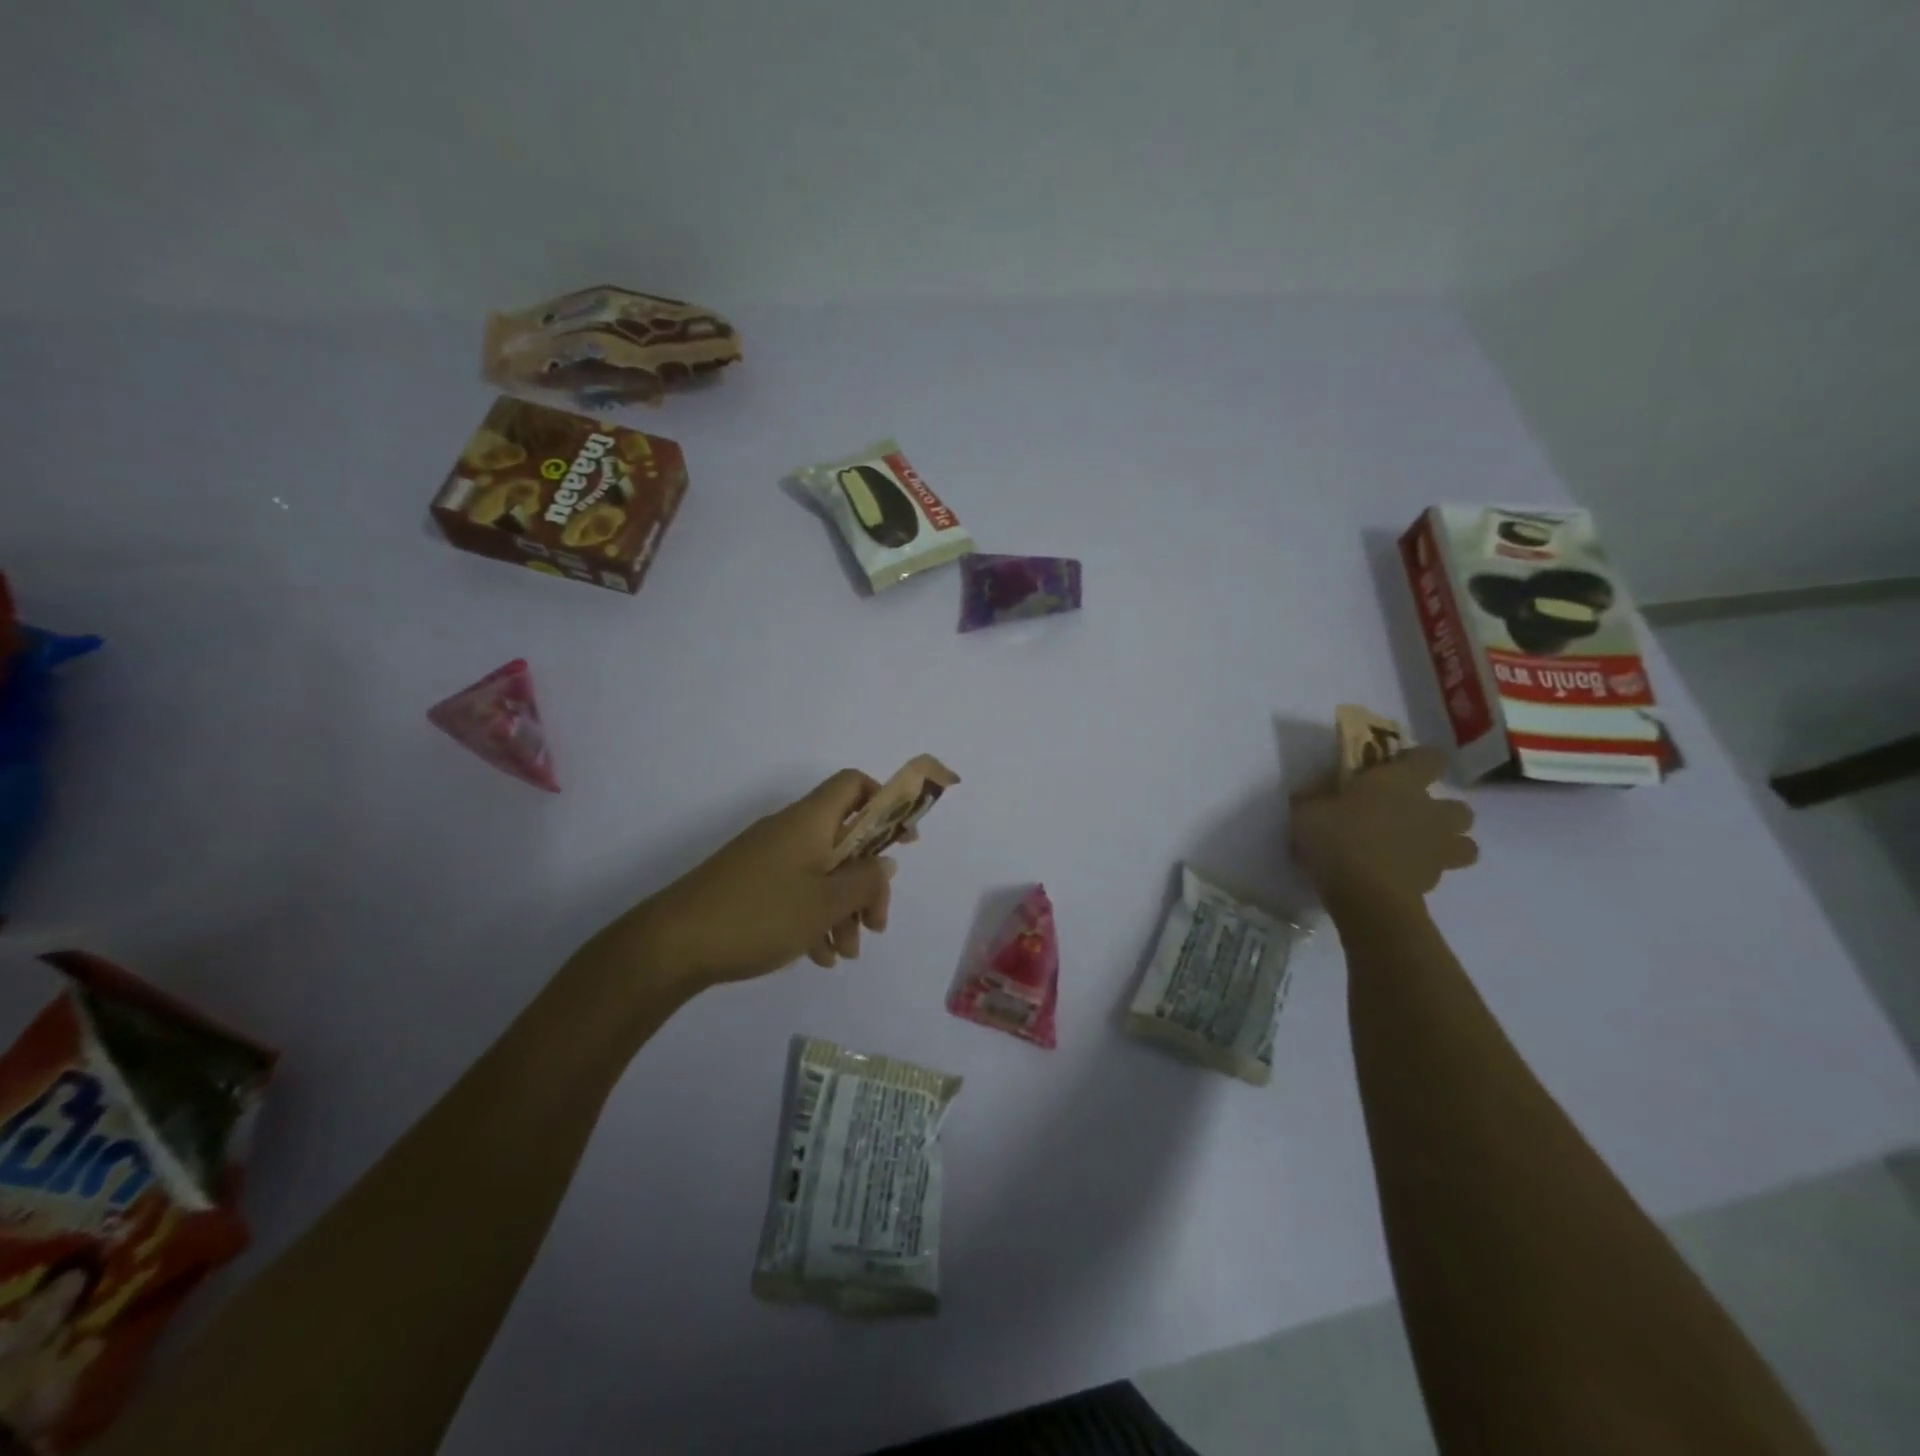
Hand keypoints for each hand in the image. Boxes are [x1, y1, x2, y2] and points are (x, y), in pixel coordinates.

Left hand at [576, 770, 897, 996]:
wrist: (671, 945)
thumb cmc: (760, 914)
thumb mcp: (826, 902)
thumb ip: (866, 880)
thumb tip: (884, 862)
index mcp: (810, 820)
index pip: (854, 785)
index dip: (885, 804)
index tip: (903, 842)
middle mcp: (790, 831)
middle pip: (845, 839)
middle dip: (867, 881)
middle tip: (876, 924)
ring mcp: (767, 858)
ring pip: (822, 872)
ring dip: (843, 909)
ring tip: (846, 953)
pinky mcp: (750, 885)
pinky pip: (796, 892)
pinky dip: (814, 918)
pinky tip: (819, 956)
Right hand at [1290, 746, 1477, 915]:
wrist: (1362, 893)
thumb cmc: (1336, 837)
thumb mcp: (1308, 808)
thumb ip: (1318, 795)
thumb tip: (1318, 790)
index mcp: (1402, 781)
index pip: (1431, 758)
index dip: (1421, 760)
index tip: (1402, 766)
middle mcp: (1429, 810)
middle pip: (1460, 808)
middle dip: (1443, 812)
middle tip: (1412, 817)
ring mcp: (1437, 848)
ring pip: (1466, 846)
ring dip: (1448, 845)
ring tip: (1417, 850)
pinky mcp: (1434, 882)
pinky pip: (1439, 873)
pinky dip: (1424, 873)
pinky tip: (1398, 875)